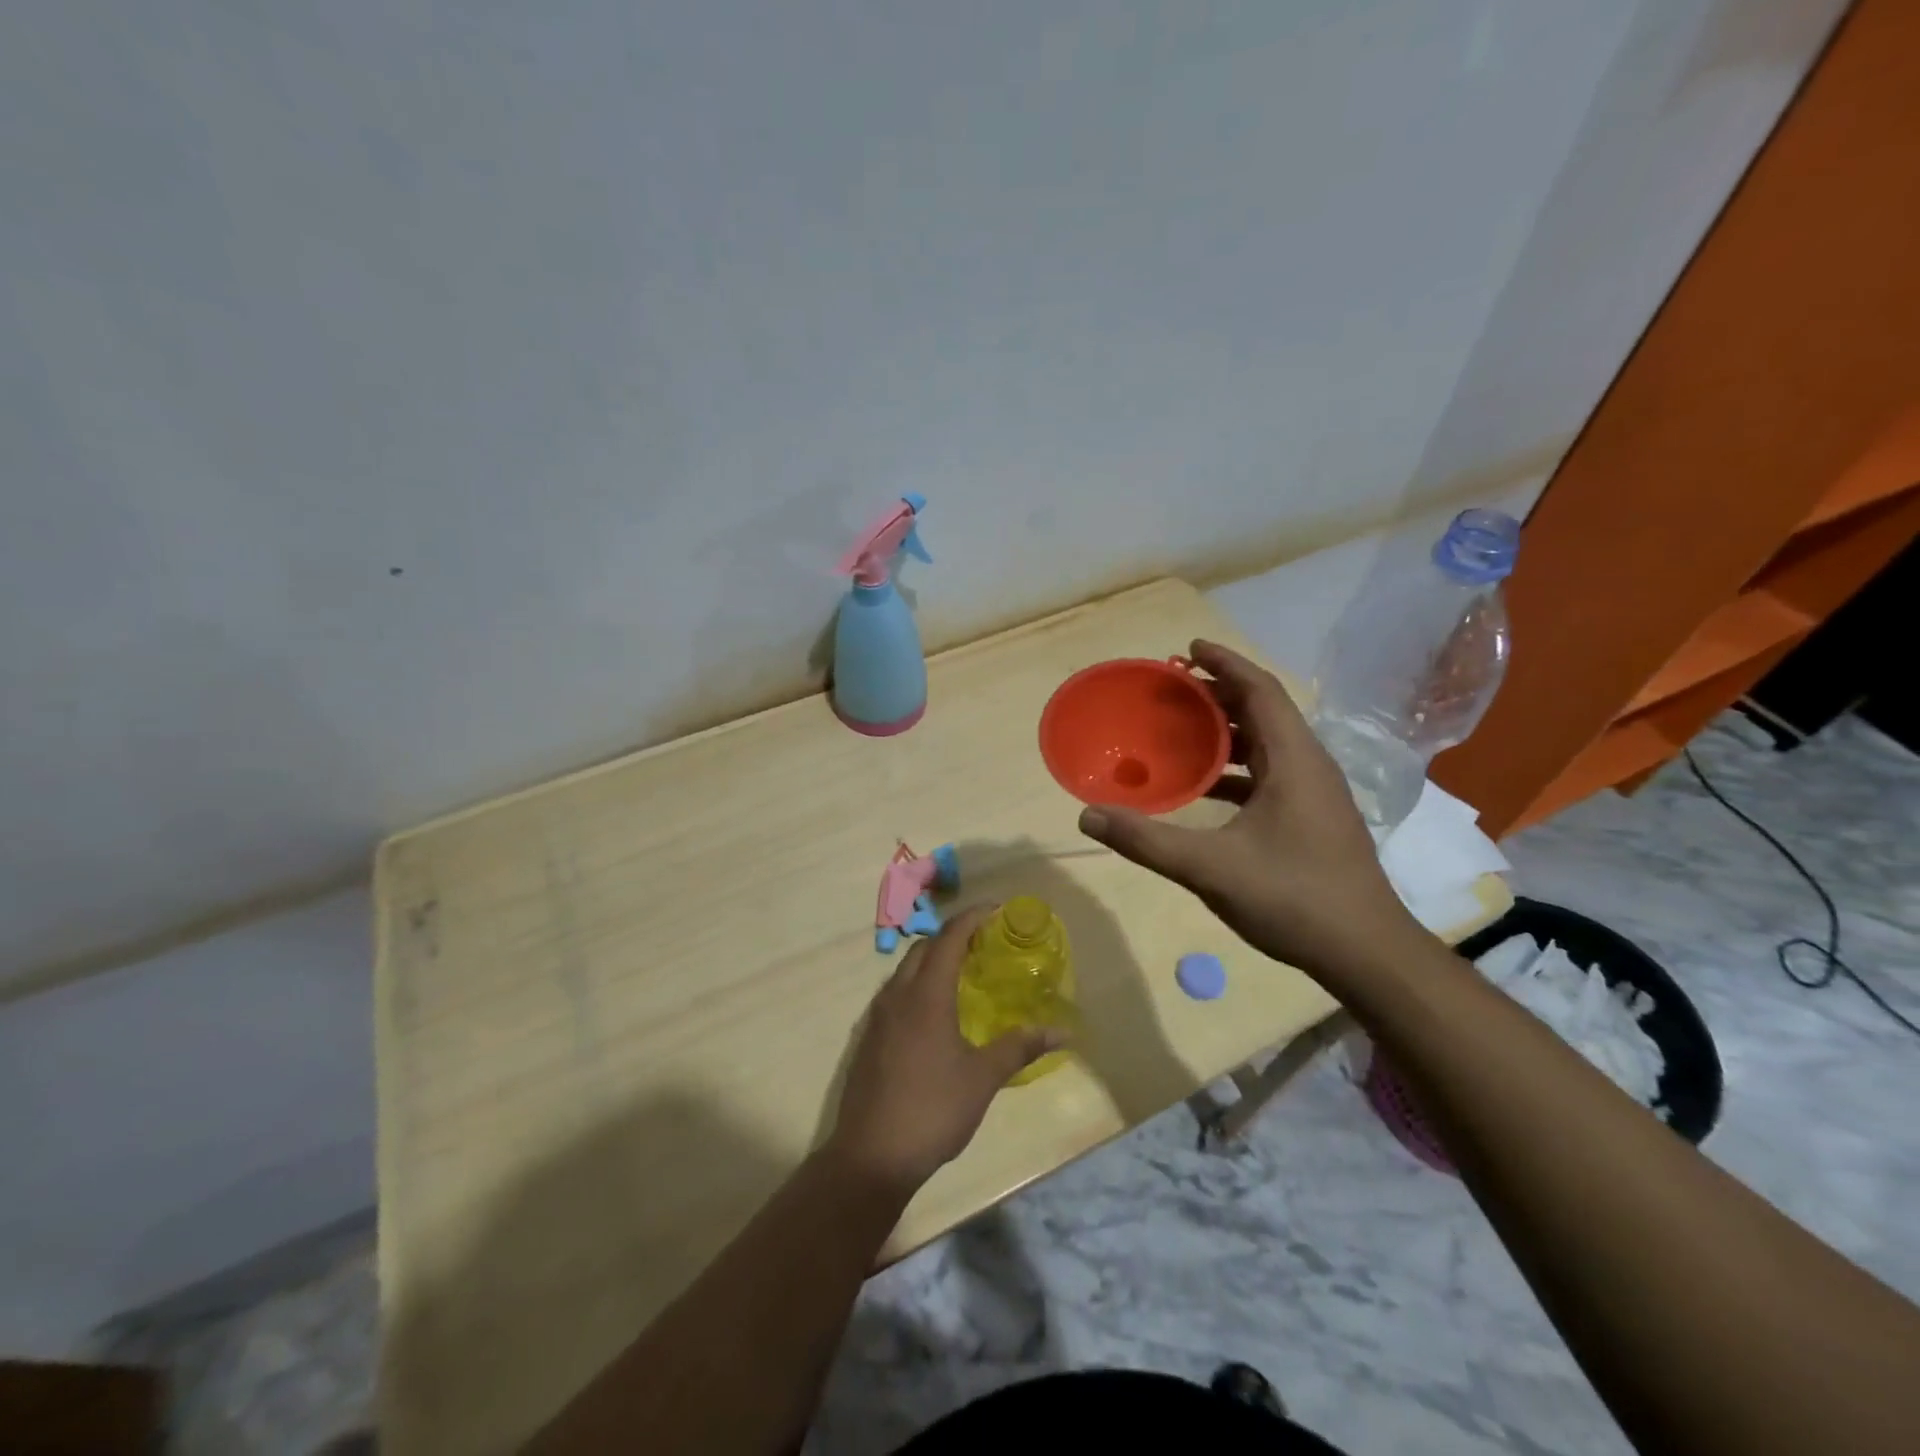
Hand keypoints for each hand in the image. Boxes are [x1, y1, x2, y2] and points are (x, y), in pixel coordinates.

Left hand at [826, 907, 1064, 1196]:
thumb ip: (1020, 1047)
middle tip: (983, 942)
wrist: (870, 1156)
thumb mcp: (982, 1078)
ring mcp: (877, 1017)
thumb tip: (1063, 1031)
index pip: (949, 938)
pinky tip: (934, 1013)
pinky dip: (917, 985)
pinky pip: (895, 994)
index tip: (996, 909)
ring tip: (962, 973)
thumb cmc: (932, 1110)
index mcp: (926, 995)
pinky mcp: (868, 1038)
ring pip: (905, 970)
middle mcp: (897, 995)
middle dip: (952, 936)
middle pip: (924, 948)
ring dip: (932, 960)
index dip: (972, 917)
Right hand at [1077, 639, 1422, 983]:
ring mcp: (1316, 794)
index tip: (1188, 648)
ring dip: (1228, 731)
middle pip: (1264, 711)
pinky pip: (1271, 773)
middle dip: (1219, 694)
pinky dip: (1237, 767)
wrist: (1366, 953)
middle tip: (1173, 691)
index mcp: (1294, 760)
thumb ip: (1146, 840)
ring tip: (1182, 732)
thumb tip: (1088, 815)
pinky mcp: (1314, 818)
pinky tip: (1206, 789)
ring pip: (1269, 744)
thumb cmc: (1293, 898)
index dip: (1225, 664)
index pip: (1260, 691)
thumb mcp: (1210, 868)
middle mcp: (1310, 766)